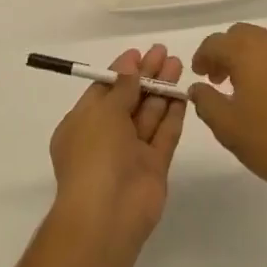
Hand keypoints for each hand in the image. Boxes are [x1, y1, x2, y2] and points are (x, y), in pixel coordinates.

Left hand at [48, 45, 185, 253]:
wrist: (108, 214)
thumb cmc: (95, 155)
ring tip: (178, 64)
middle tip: (164, 52)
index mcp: (82, 124)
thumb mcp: (103, 112)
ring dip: (162, 90)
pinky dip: (173, 115)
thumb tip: (129, 64)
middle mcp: (106, 137)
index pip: (104, 91)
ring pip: (149, 115)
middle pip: (129, 99)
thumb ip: (122, 87)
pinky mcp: (154, 167)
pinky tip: (184, 94)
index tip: (140, 52)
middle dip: (146, 76)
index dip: (122, 71)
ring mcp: (131, 153)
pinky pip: (164, 135)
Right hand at [189, 24, 266, 213]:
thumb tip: (197, 87)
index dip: (203, 56)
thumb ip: (205, 101)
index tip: (200, 75)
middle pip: (243, 35)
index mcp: (248, 52)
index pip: (216, 42)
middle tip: (221, 79)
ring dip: (253, 57)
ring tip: (250, 87)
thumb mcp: (226, 127)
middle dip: (227, 52)